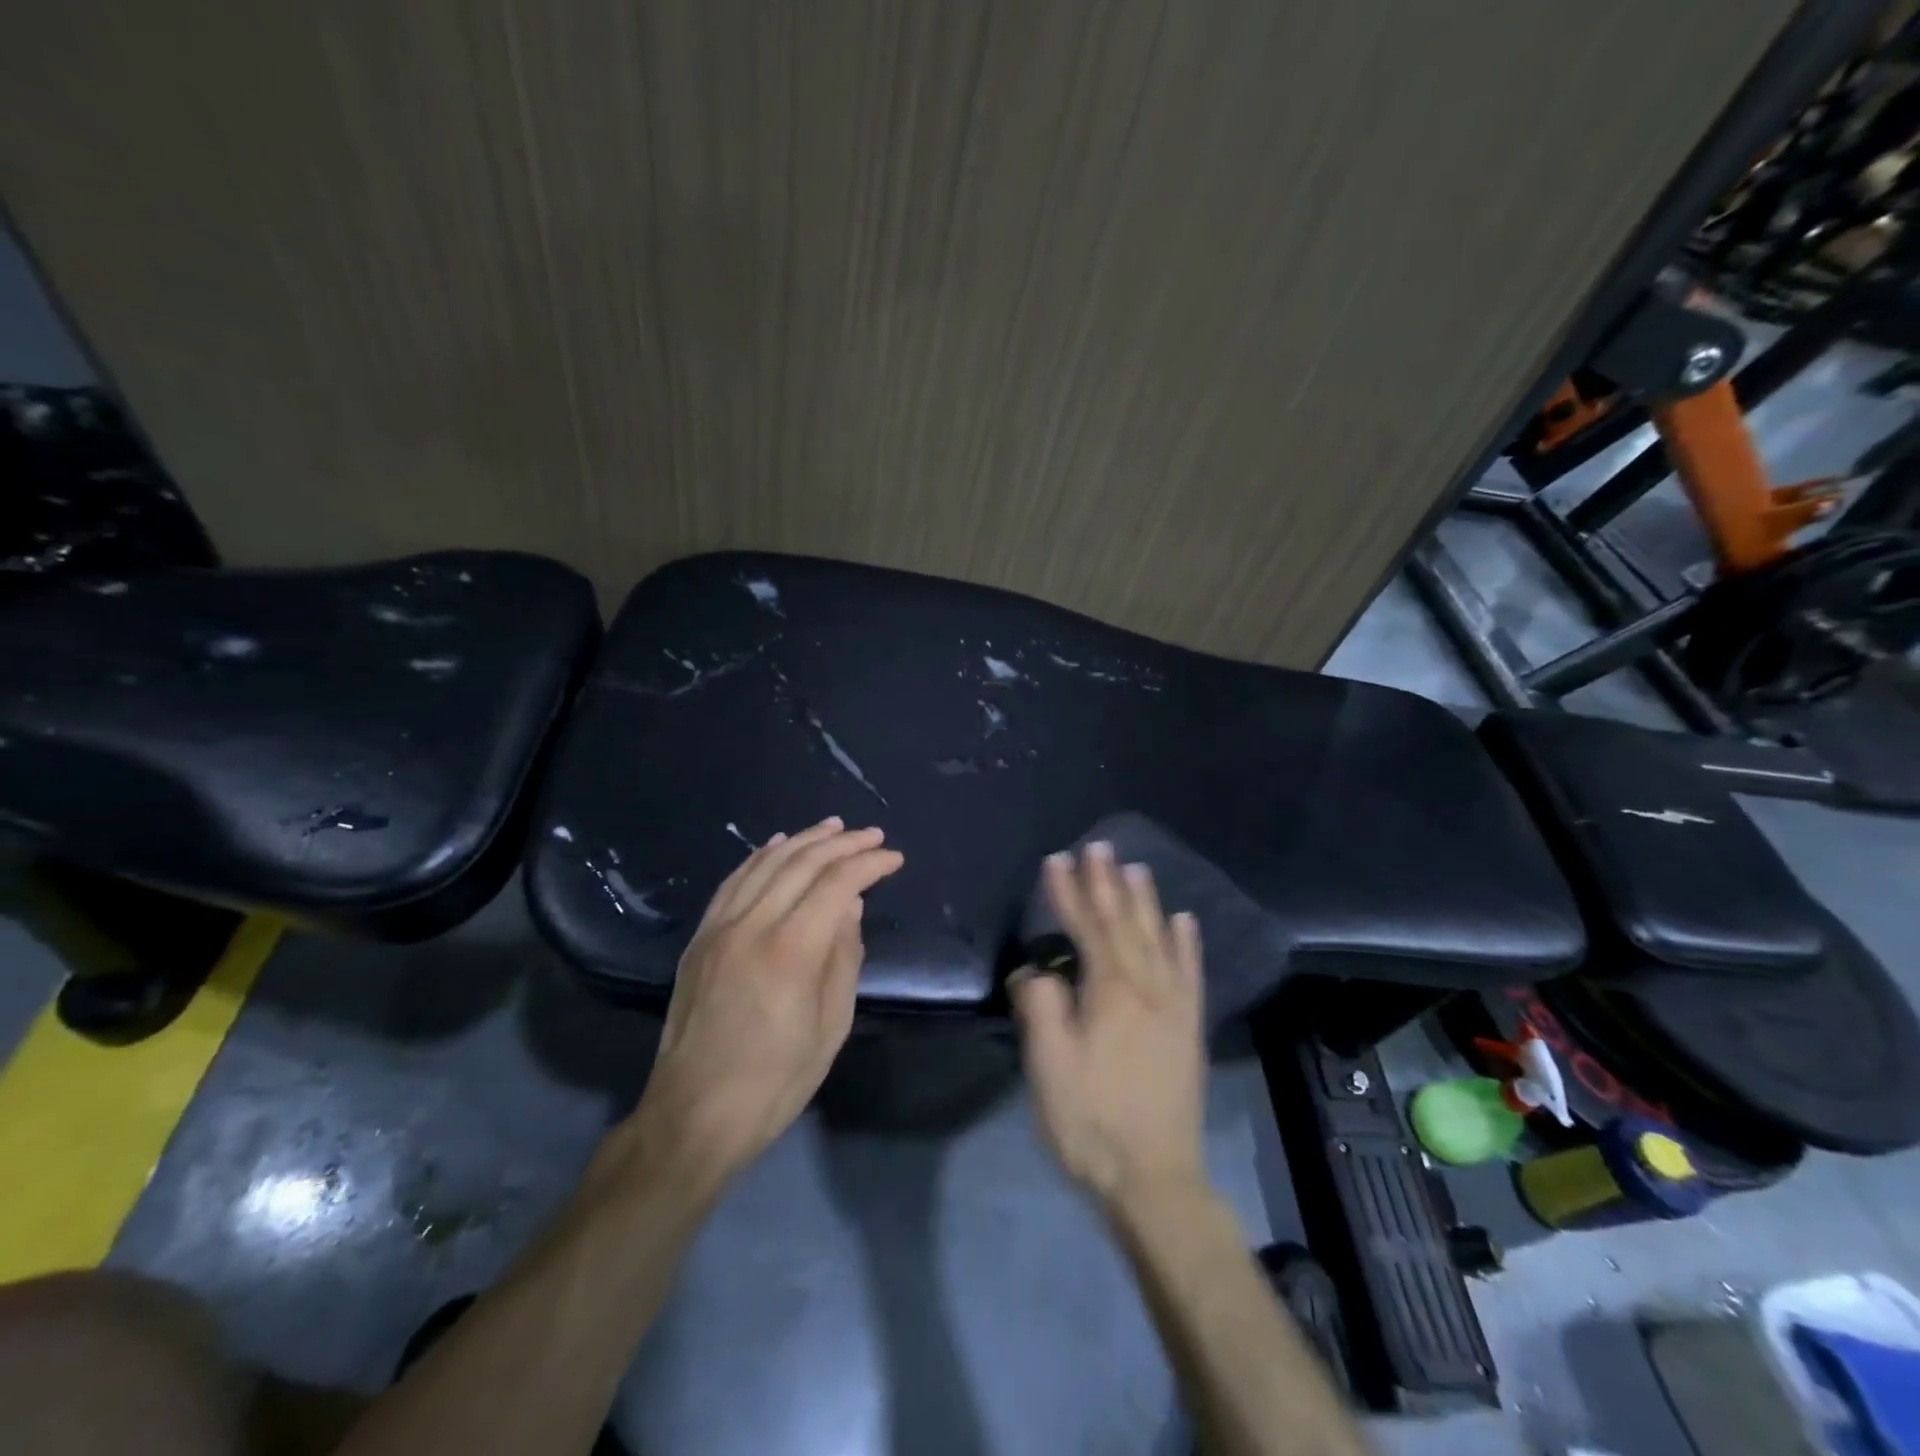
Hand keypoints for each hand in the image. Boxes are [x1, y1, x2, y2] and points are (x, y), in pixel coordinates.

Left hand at [628, 818, 903, 1184]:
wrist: (693, 1116)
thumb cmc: (774, 1082)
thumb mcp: (830, 1026)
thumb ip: (843, 957)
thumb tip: (851, 906)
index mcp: (790, 951)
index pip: (836, 884)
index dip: (869, 864)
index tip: (894, 859)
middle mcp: (751, 926)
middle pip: (800, 864)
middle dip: (842, 843)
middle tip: (872, 835)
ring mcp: (719, 929)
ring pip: (764, 864)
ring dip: (802, 840)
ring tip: (833, 827)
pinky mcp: (699, 939)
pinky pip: (733, 882)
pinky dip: (759, 857)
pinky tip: (777, 846)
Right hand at [1011, 843, 1206, 1209]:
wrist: (1156, 1179)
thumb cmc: (1091, 1121)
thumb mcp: (1048, 1065)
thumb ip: (1039, 1006)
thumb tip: (1035, 970)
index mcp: (1109, 991)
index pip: (1084, 927)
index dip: (1068, 892)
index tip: (1056, 859)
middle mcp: (1146, 986)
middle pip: (1124, 922)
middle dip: (1107, 882)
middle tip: (1098, 846)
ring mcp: (1173, 1006)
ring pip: (1158, 938)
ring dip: (1145, 901)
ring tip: (1136, 868)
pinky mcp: (1188, 1027)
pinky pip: (1190, 972)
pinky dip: (1187, 942)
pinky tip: (1183, 921)